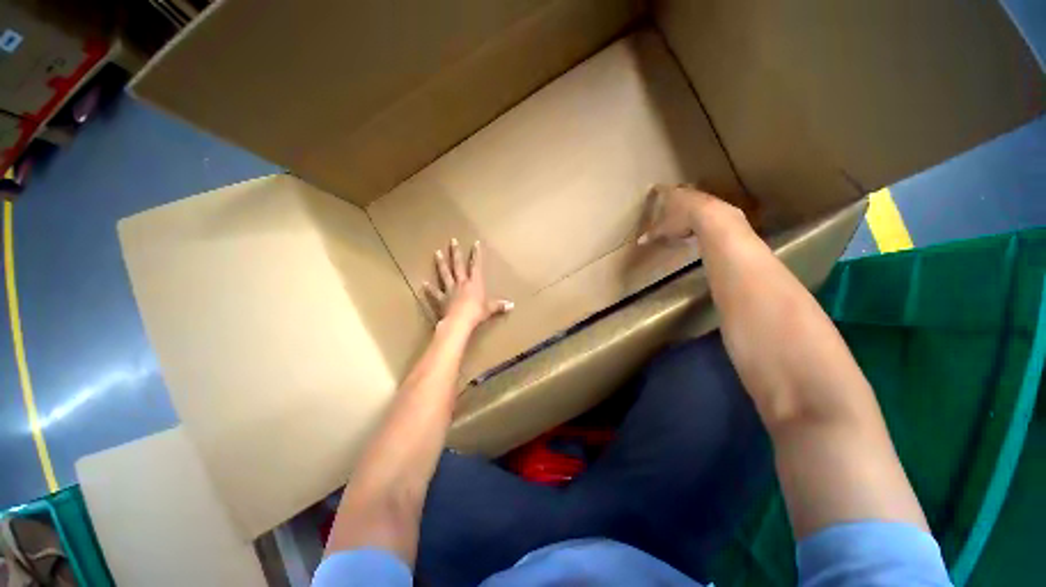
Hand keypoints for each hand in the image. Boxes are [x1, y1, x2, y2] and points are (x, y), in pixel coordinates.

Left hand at [422, 238, 512, 329]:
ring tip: (436, 253)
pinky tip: (423, 283)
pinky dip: (429, 289)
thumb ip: (499, 306)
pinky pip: (434, 293)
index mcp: (474, 283)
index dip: (476, 254)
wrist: (460, 321)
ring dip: (441, 263)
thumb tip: (512, 305)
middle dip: (456, 253)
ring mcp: (450, 290)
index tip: (475, 243)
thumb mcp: (490, 309)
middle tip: (452, 241)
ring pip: (445, 274)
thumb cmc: (477, 313)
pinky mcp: (441, 299)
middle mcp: (461, 283)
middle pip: (458, 265)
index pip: (476, 265)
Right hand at [637, 184, 747, 245]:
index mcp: (671, 194)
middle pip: (678, 188)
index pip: (660, 189)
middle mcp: (685, 190)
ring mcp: (700, 195)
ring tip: (684, 208)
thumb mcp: (663, 230)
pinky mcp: (713, 202)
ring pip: (691, 194)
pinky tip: (697, 216)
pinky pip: (702, 203)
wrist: (711, 218)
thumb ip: (652, 234)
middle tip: (670, 197)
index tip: (652, 187)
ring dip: (688, 199)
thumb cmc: (681, 220)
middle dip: (674, 192)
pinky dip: (698, 207)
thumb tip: (639, 241)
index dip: (656, 189)